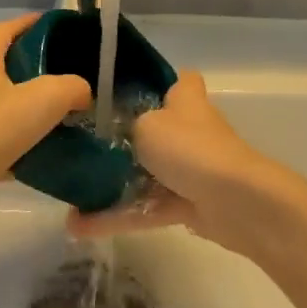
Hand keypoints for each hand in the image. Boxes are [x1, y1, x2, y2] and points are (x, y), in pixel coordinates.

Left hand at [0, 14, 90, 238]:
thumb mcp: (45, 97)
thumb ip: (72, 87)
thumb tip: (82, 92)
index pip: (4, 30)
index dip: (28, 23)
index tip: (55, 25)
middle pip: (6, 68)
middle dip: (37, 69)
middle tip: (71, 75)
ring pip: (7, 108)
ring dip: (33, 111)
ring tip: (68, 116)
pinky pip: (5, 144)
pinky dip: (27, 147)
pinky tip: (51, 156)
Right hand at [67, 71, 306, 256]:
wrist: (236, 202)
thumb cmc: (190, 148)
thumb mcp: (146, 124)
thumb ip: (124, 127)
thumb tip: (112, 134)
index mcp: (185, 100)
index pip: (175, 80)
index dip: (153, 82)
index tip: (120, 92)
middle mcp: (189, 130)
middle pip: (152, 130)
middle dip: (120, 140)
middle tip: (79, 147)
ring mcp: (190, 169)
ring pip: (145, 174)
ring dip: (110, 187)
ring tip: (70, 198)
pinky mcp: (188, 205)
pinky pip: (146, 207)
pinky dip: (118, 216)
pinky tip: (80, 227)